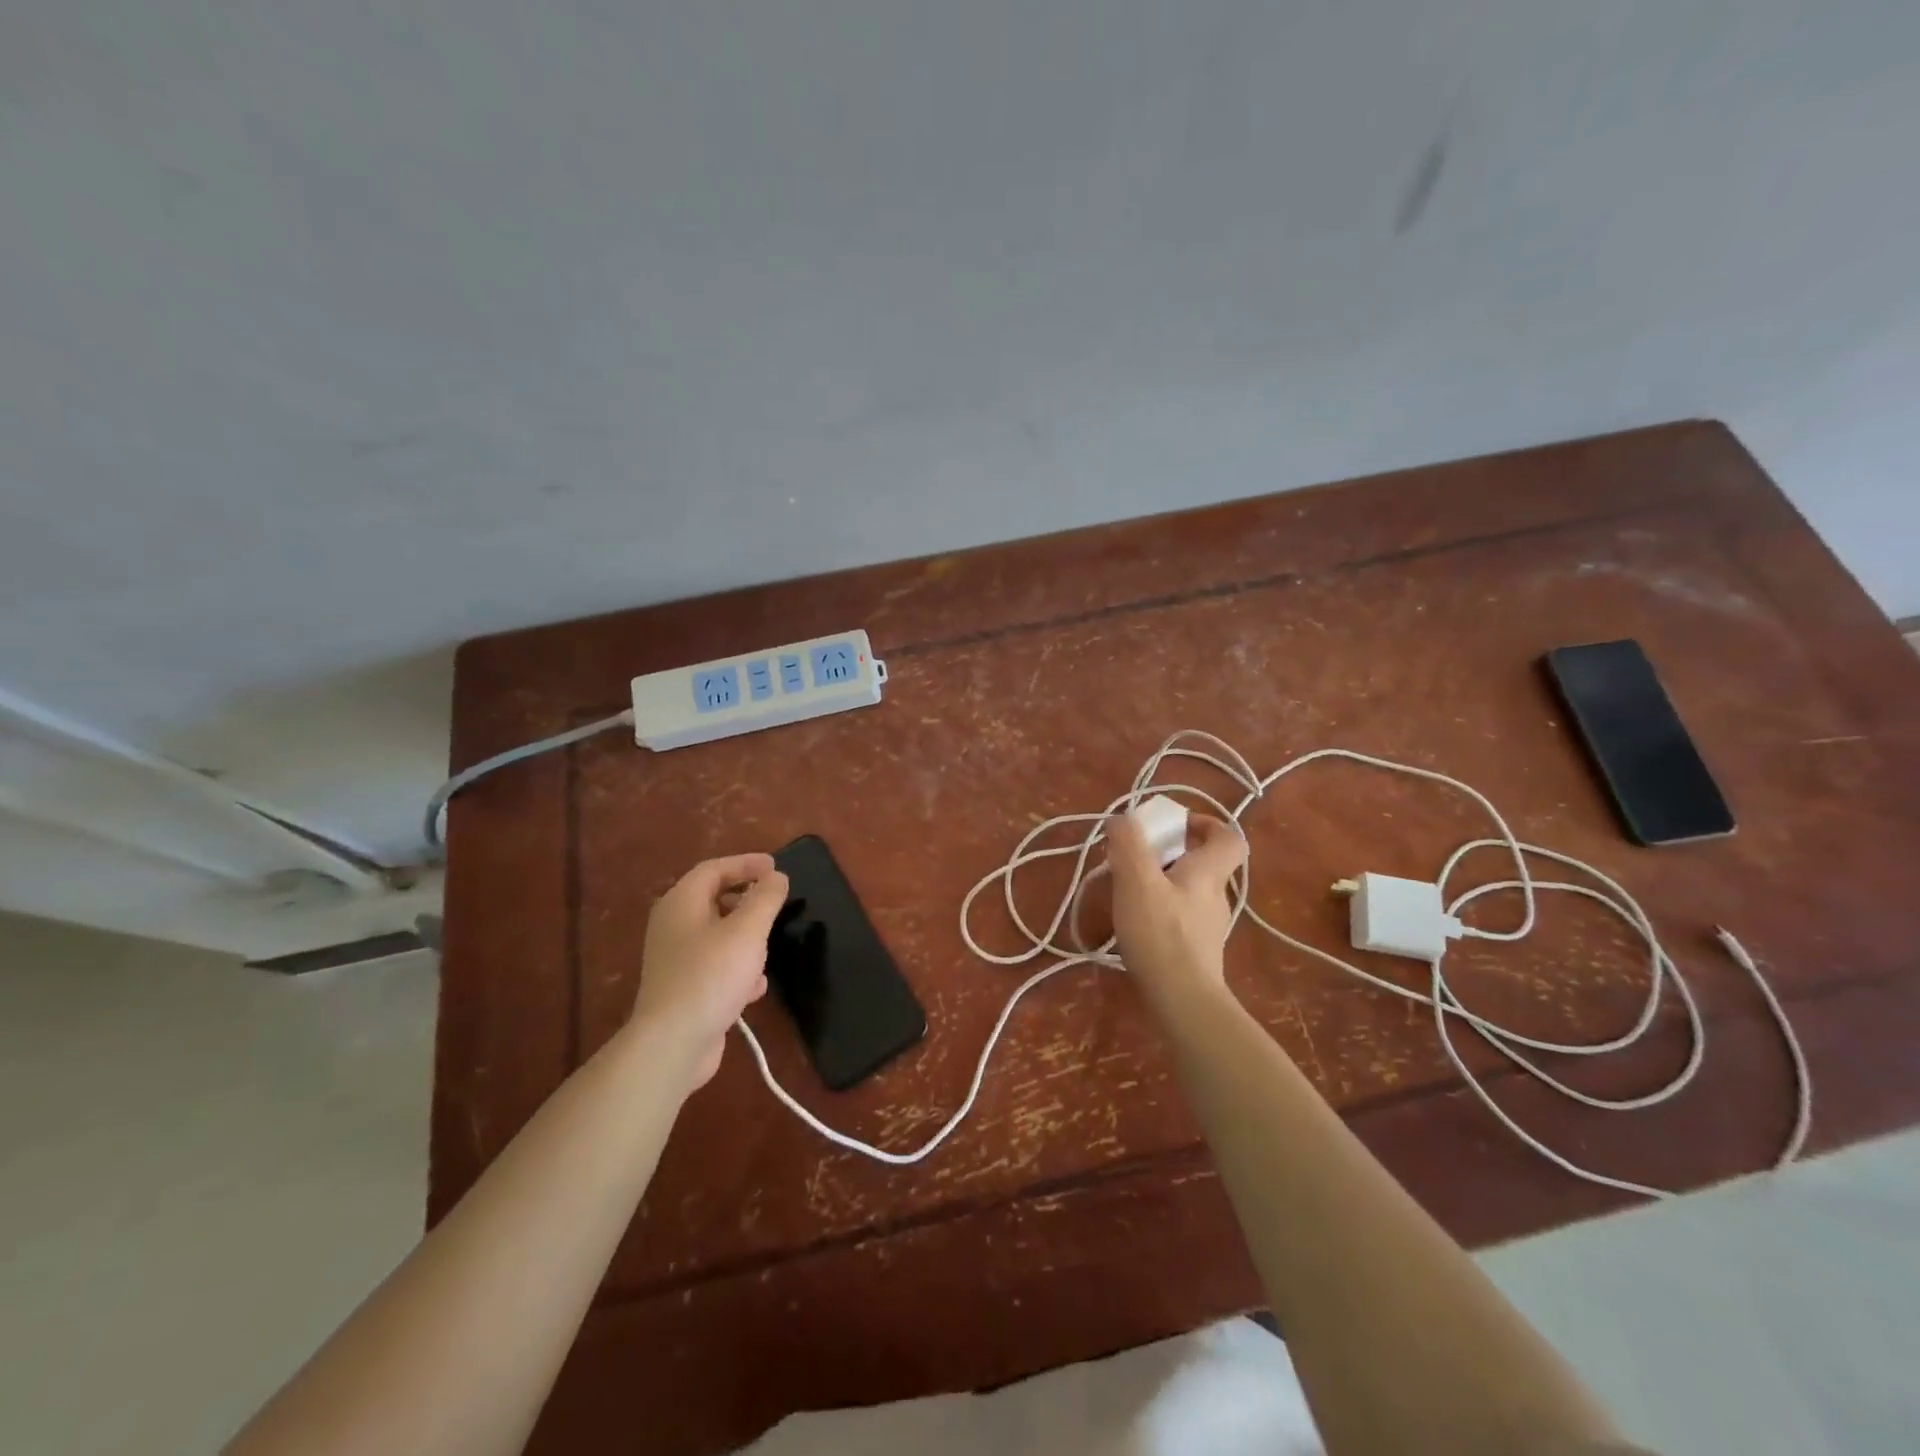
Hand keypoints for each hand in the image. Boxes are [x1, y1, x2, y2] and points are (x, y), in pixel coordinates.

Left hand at [631, 853, 788, 1090]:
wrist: (674, 1043)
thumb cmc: (712, 975)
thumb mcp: (748, 930)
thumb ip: (765, 898)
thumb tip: (776, 876)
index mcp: (681, 903)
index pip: (713, 869)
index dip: (746, 863)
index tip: (776, 867)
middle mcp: (673, 926)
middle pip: (713, 899)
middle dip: (746, 898)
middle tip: (775, 900)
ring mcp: (675, 960)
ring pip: (716, 935)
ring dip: (745, 935)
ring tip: (770, 943)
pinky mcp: (683, 990)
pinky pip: (714, 966)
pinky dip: (737, 967)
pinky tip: (756, 986)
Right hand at [1104, 811, 1247, 1009]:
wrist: (1182, 1001)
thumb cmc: (1161, 934)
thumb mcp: (1137, 882)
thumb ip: (1129, 845)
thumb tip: (1123, 819)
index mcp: (1209, 873)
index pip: (1229, 838)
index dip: (1207, 824)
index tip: (1176, 825)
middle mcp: (1216, 896)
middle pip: (1205, 863)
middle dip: (1174, 853)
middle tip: (1139, 855)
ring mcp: (1208, 927)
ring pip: (1191, 891)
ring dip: (1164, 881)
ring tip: (1130, 888)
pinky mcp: (1197, 951)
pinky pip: (1182, 916)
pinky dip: (1162, 909)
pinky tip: (1137, 921)